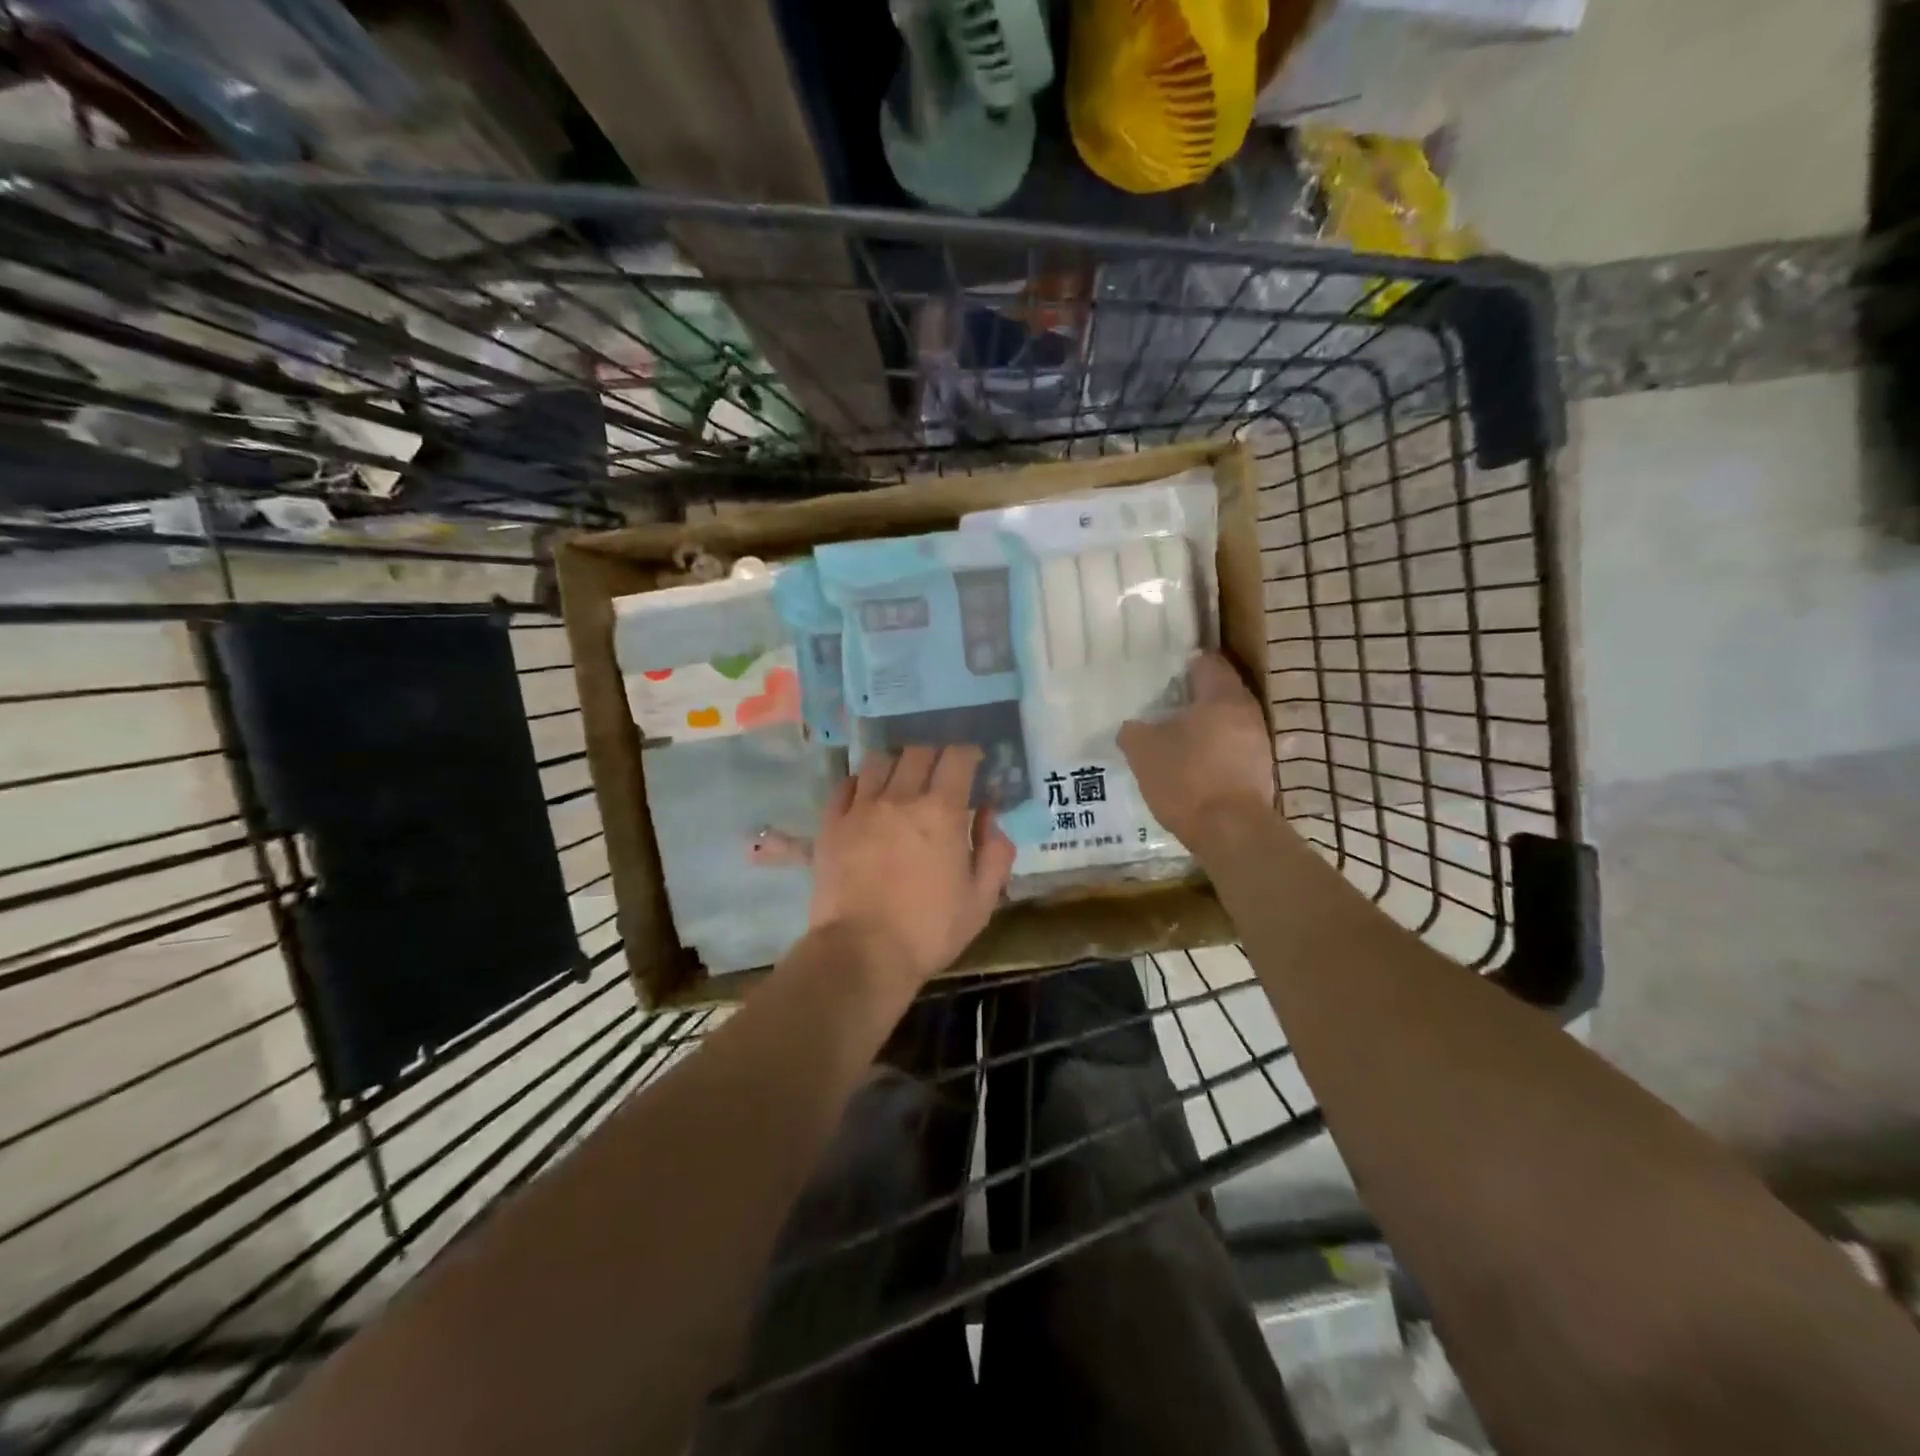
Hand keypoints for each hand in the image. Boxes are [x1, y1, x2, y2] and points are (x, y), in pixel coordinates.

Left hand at [808, 744, 1016, 987]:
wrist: (861, 953)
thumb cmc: (928, 930)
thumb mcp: (981, 900)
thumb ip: (995, 852)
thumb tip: (989, 814)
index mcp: (942, 812)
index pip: (958, 757)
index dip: (969, 754)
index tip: (972, 764)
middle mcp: (900, 798)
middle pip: (918, 752)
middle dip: (934, 756)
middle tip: (939, 776)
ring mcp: (861, 808)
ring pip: (879, 761)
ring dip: (896, 765)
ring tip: (901, 783)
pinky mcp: (831, 823)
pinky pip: (845, 785)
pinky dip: (860, 783)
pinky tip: (867, 798)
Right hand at [1118, 653, 1275, 849]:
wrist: (1230, 831)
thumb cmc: (1186, 778)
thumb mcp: (1143, 751)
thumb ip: (1134, 731)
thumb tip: (1132, 727)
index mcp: (1221, 696)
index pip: (1208, 662)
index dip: (1185, 664)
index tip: (1165, 674)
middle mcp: (1247, 712)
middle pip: (1220, 692)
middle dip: (1194, 697)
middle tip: (1165, 706)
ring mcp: (1259, 743)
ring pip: (1228, 722)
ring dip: (1205, 727)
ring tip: (1176, 738)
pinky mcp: (1261, 772)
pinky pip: (1234, 749)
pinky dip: (1215, 752)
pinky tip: (1194, 766)